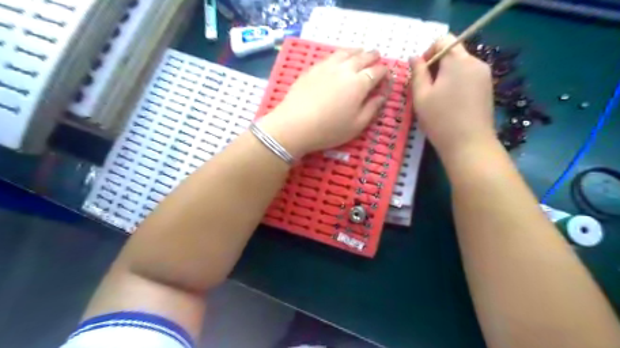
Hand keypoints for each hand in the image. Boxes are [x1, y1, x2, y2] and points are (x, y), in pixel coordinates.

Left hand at [259, 50, 386, 157]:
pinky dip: (340, 55)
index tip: (387, 75)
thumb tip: (382, 96)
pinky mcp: (313, 68)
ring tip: (361, 52)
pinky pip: (331, 56)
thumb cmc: (329, 130)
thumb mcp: (356, 126)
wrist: (295, 125)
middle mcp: (345, 69)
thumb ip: (372, 109)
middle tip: (377, 58)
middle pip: (363, 57)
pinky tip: (339, 59)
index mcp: (359, 84)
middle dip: (373, 57)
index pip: (377, 72)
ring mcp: (327, 66)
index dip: (384, 72)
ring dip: (357, 51)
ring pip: (346, 52)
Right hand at [410, 34, 497, 157]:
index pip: (443, 40)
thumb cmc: (440, 120)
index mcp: (458, 61)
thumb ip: (417, 73)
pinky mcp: (488, 88)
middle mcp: (475, 62)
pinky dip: (456, 82)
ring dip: (445, 75)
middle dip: (436, 65)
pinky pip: (468, 76)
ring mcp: (485, 75)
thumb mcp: (421, 96)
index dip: (428, 52)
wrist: (469, 145)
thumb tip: (414, 57)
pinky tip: (450, 103)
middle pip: (453, 52)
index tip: (420, 72)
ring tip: (436, 98)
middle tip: (424, 88)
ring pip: (460, 65)